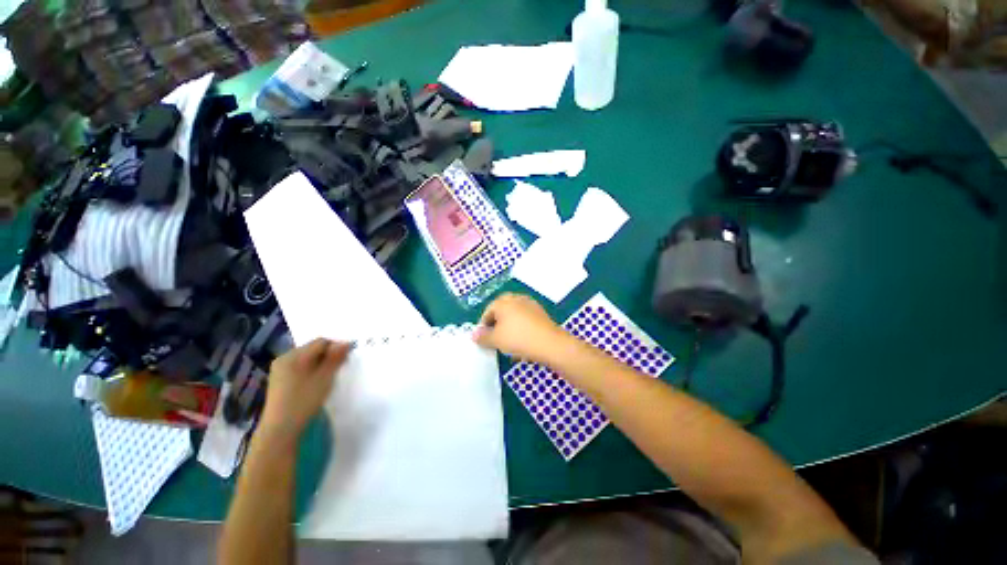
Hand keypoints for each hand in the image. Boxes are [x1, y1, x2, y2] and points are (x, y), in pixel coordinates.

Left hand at [260, 338, 351, 442]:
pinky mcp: (279, 381)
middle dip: (329, 355)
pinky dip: (312, 371)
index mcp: (293, 355)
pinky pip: (300, 368)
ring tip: (329, 376)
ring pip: (307, 359)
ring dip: (321, 363)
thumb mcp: (324, 377)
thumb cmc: (304, 400)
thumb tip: (346, 343)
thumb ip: (335, 358)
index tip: (347, 358)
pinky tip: (316, 383)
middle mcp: (284, 358)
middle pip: (313, 349)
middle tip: (340, 367)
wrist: (280, 430)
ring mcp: (280, 370)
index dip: (337, 347)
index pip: (321, 342)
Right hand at [473, 293, 566, 364]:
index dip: (483, 325)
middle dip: (497, 323)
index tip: (482, 338)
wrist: (549, 343)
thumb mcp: (496, 340)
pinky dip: (521, 328)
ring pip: (515, 315)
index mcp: (503, 302)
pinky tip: (522, 342)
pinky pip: (526, 319)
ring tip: (508, 342)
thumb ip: (483, 337)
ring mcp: (530, 305)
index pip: (488, 311)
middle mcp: (516, 299)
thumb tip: (474, 335)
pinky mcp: (541, 313)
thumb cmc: (518, 339)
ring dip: (509, 326)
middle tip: (495, 337)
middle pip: (502, 310)